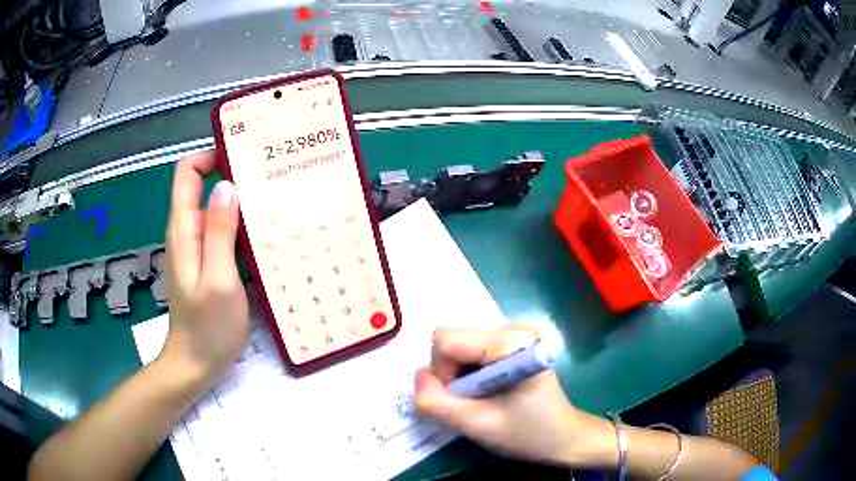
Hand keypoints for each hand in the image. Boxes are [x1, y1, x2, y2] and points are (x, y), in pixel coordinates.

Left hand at [161, 151, 249, 383]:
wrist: (195, 365)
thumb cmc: (207, 328)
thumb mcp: (218, 280)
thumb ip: (219, 233)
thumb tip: (227, 187)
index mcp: (184, 229)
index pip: (188, 172)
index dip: (211, 157)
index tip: (244, 158)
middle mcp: (187, 232)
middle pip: (204, 187)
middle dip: (233, 175)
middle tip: (271, 178)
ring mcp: (197, 249)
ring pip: (215, 210)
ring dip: (241, 202)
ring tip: (275, 202)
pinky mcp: (208, 264)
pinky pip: (222, 233)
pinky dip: (241, 226)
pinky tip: (265, 235)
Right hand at [414, 325, 601, 465]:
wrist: (565, 437)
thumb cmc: (527, 433)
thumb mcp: (477, 425)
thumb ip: (437, 402)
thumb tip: (418, 377)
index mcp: (510, 341)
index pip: (445, 340)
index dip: (442, 373)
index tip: (461, 399)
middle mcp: (512, 327)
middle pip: (452, 341)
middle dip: (450, 375)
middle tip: (472, 403)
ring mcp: (513, 333)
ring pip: (459, 348)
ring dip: (460, 377)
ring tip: (483, 400)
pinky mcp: (511, 344)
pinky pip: (471, 353)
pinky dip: (469, 375)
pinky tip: (488, 392)